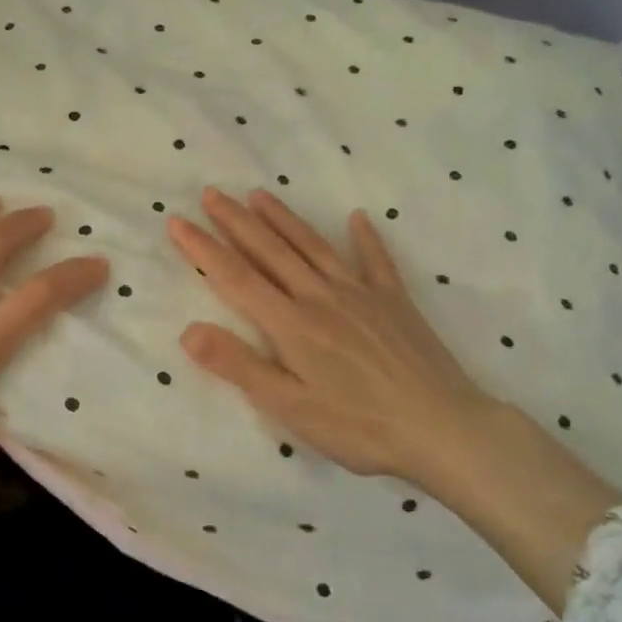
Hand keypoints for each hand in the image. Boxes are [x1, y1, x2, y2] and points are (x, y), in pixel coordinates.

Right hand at [167, 187, 503, 488]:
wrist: (444, 429)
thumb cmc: (359, 426)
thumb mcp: (289, 407)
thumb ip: (239, 366)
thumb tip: (188, 330)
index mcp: (290, 324)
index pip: (236, 277)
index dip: (203, 248)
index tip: (177, 221)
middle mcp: (319, 296)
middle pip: (270, 250)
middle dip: (236, 221)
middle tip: (211, 193)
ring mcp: (360, 294)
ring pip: (312, 246)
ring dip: (283, 218)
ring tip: (259, 194)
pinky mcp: (394, 301)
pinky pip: (376, 260)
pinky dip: (365, 237)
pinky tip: (357, 217)